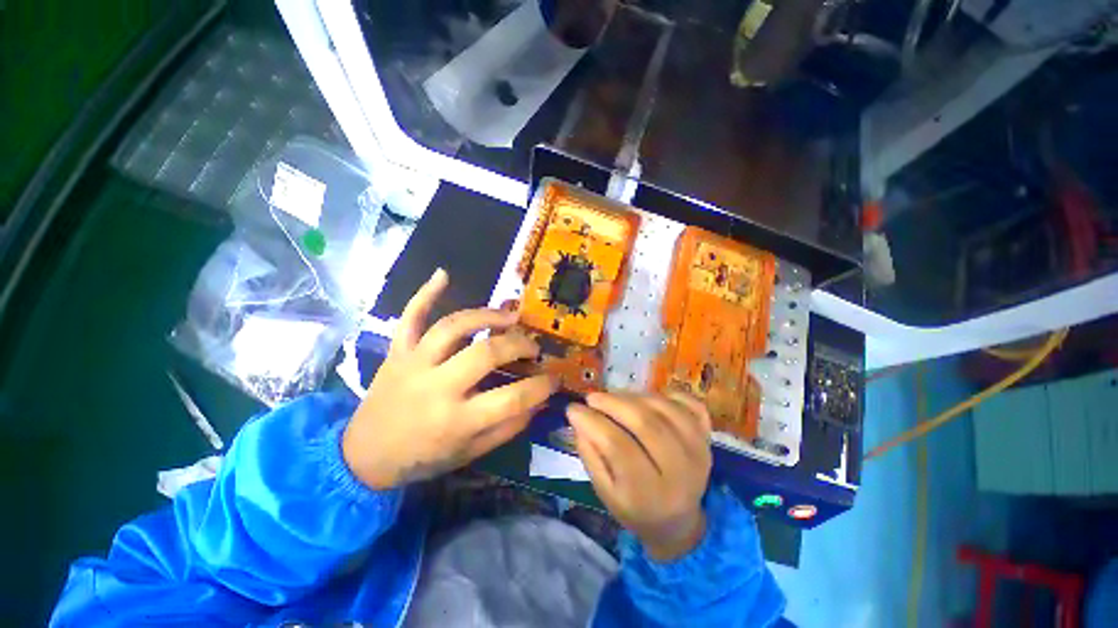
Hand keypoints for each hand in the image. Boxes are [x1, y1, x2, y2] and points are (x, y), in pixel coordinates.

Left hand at [343, 269, 558, 488]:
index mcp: (456, 421)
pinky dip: (425, 293)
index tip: (555, 377)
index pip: (512, 398)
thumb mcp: (470, 453)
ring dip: (486, 316)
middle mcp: (436, 387)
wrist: (363, 455)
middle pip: (485, 353)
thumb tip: (538, 402)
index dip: (541, 386)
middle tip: (533, 347)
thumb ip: (508, 428)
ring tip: (510, 316)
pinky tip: (442, 274)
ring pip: (453, 327)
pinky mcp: (398, 352)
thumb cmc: (422, 458)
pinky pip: (410, 317)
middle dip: (518, 344)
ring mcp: (414, 364)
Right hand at [566, 392, 712, 561]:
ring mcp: (699, 450)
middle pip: (645, 423)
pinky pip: (691, 404)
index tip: (572, 408)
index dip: (592, 422)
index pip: (618, 447)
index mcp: (649, 494)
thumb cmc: (635, 508)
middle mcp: (680, 471)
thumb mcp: (605, 492)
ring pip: (665, 408)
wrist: (677, 522)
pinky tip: (649, 398)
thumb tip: (579, 418)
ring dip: (634, 396)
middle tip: (592, 397)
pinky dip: (669, 394)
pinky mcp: (707, 437)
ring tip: (615, 398)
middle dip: (612, 403)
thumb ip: (590, 455)